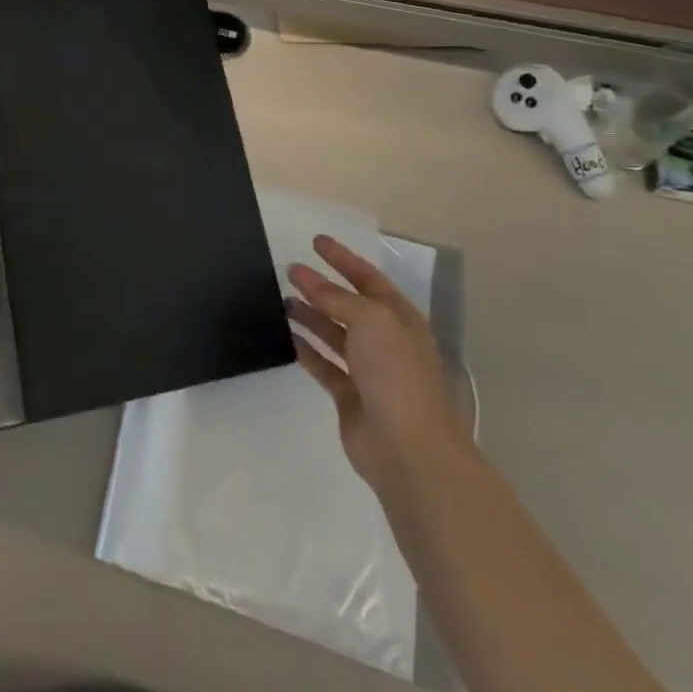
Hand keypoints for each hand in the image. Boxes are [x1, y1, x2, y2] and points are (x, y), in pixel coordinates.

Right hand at [287, 235, 470, 498]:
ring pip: (334, 334)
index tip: (316, 242)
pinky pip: (324, 365)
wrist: (410, 450)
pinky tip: (287, 335)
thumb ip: (336, 297)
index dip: (343, 259)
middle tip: (289, 271)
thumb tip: (306, 278)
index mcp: (400, 319)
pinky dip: (307, 350)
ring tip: (282, 300)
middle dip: (321, 287)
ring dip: (311, 315)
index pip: (368, 278)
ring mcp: (369, 371)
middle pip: (348, 305)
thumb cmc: (396, 374)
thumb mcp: (370, 320)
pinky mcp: (350, 397)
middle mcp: (386, 341)